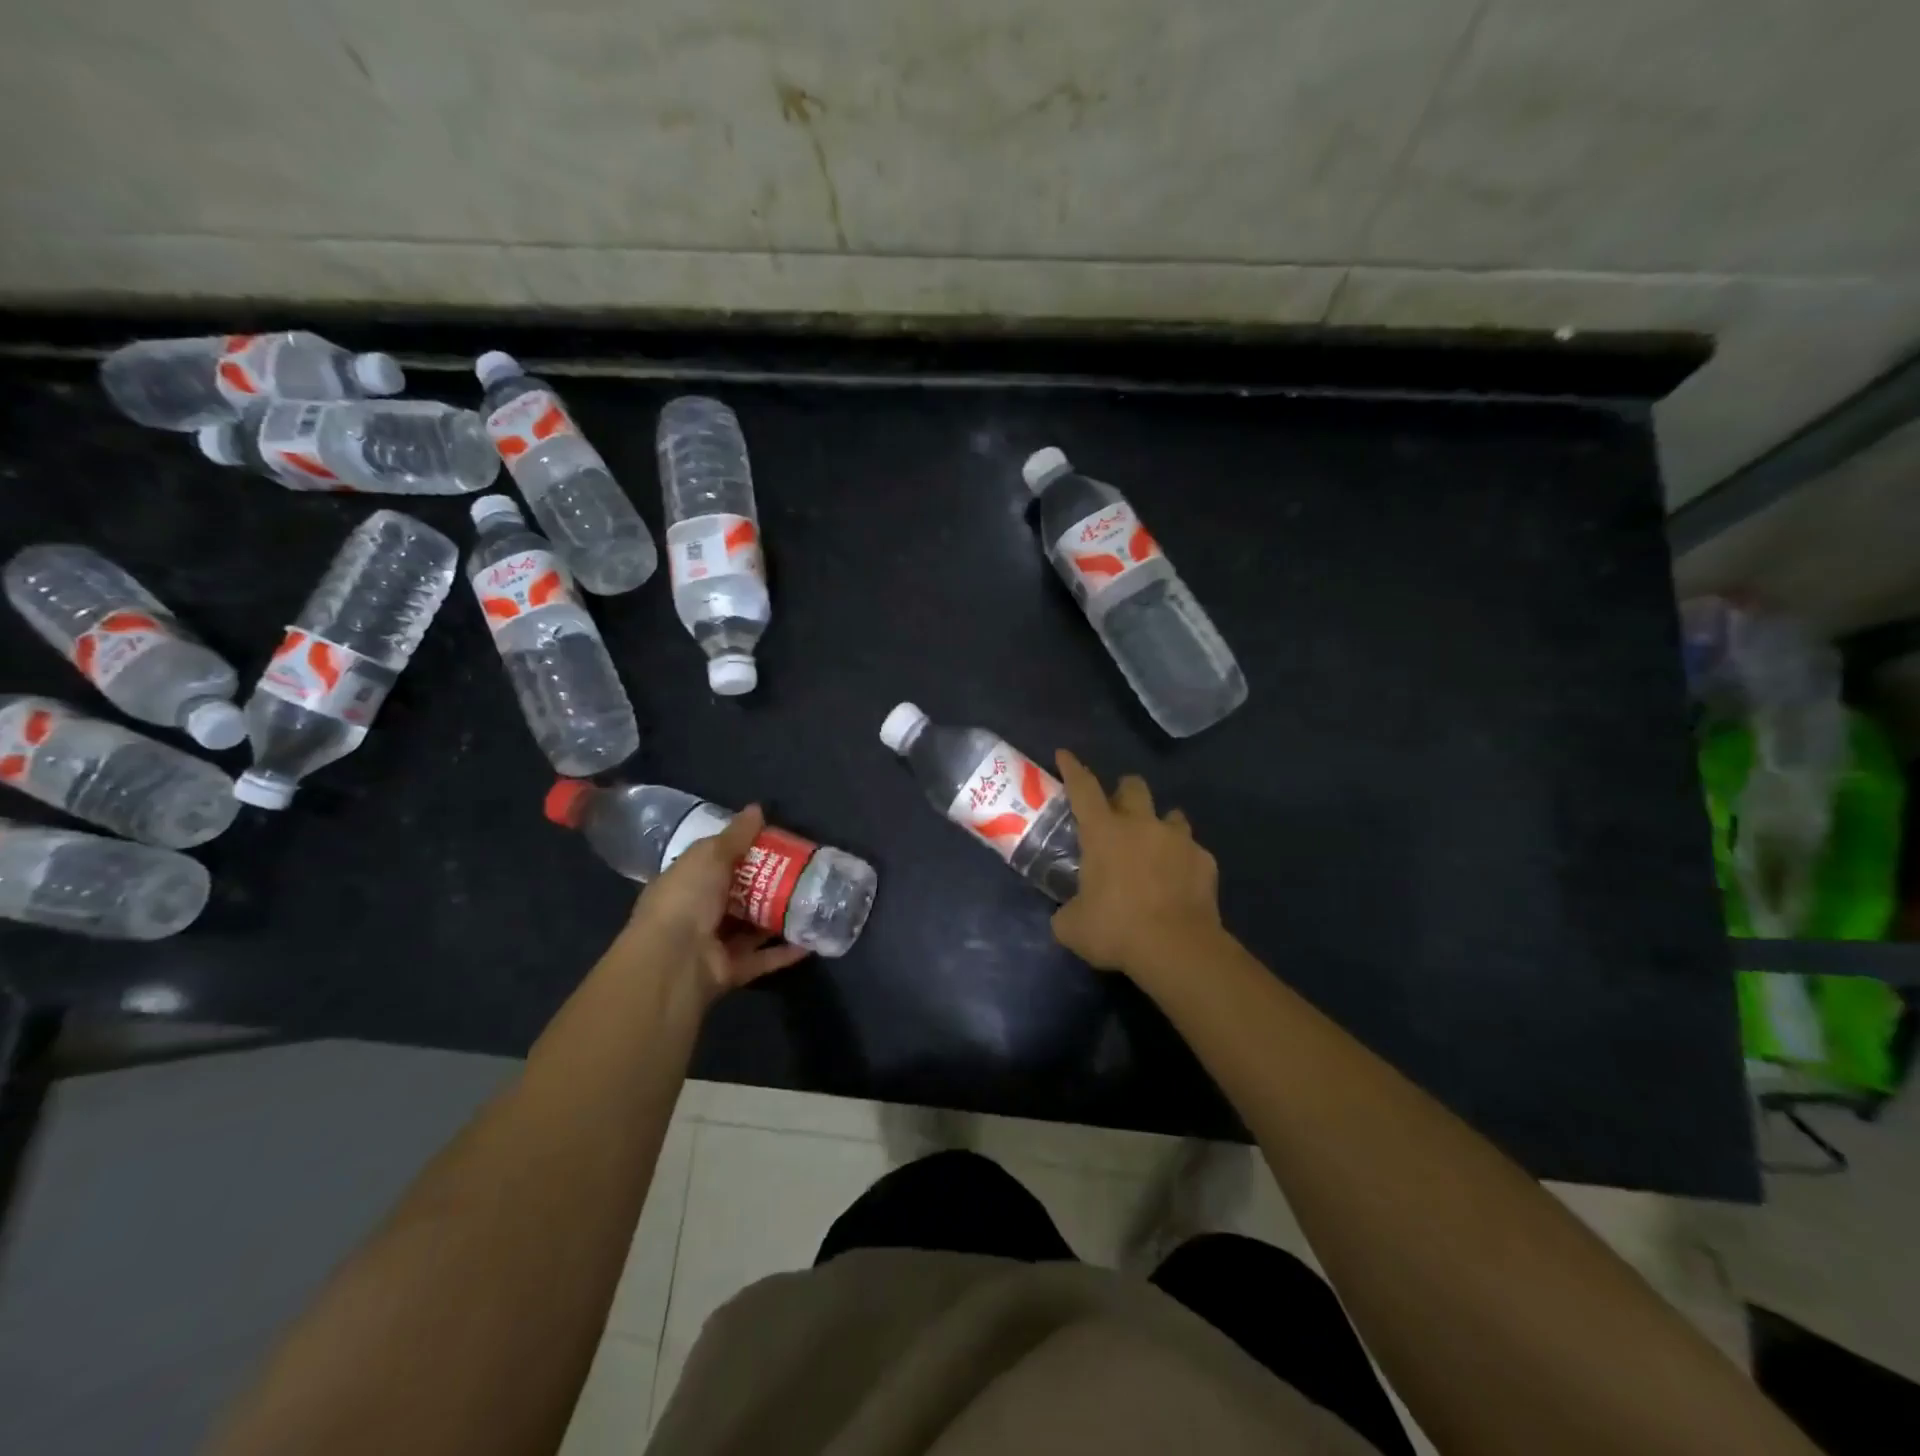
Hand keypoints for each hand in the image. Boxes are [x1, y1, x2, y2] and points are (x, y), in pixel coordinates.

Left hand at [619, 805, 810, 998]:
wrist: (675, 960)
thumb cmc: (687, 897)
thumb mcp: (710, 855)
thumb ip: (735, 835)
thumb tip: (757, 808)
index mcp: (684, 884)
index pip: (715, 864)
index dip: (743, 854)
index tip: (775, 845)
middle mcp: (696, 914)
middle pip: (737, 897)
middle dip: (767, 887)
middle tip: (801, 872)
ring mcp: (713, 945)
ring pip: (751, 929)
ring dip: (778, 918)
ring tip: (811, 903)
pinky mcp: (731, 970)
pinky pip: (762, 958)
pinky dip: (784, 952)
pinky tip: (810, 940)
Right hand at [1052, 750, 1224, 983]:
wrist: (1177, 949)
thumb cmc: (1116, 930)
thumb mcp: (1072, 926)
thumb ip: (1067, 911)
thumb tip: (1068, 913)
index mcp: (1104, 832)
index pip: (1083, 788)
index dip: (1072, 769)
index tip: (1064, 755)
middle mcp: (1142, 825)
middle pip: (1134, 786)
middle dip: (1124, 792)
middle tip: (1117, 813)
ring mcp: (1178, 840)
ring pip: (1170, 814)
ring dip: (1158, 825)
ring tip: (1154, 847)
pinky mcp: (1205, 860)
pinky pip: (1191, 850)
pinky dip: (1182, 860)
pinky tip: (1178, 881)